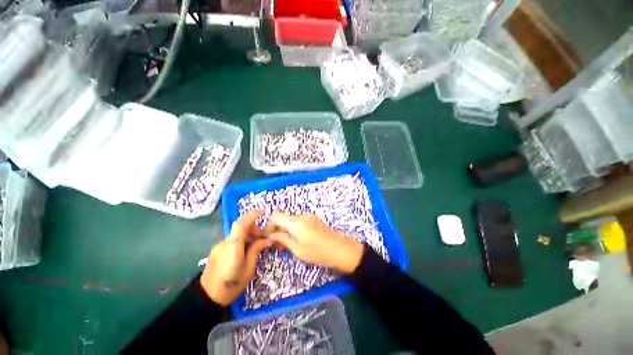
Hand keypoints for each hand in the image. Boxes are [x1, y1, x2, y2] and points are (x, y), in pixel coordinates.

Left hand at [200, 211, 271, 305]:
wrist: (207, 298)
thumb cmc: (231, 286)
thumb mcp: (249, 269)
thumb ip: (256, 250)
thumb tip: (267, 239)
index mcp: (233, 246)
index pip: (241, 224)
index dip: (252, 215)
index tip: (263, 212)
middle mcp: (225, 242)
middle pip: (240, 227)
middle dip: (254, 228)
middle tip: (264, 237)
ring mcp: (220, 245)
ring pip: (237, 233)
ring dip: (249, 234)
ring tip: (257, 244)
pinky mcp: (218, 249)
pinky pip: (233, 239)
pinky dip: (242, 239)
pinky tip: (248, 248)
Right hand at [266, 212, 364, 273]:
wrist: (339, 249)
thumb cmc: (317, 251)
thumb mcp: (297, 248)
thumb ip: (283, 239)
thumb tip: (271, 235)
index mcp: (296, 222)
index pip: (276, 216)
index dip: (269, 225)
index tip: (269, 237)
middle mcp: (302, 216)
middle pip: (284, 218)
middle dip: (278, 230)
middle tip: (278, 245)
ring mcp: (309, 216)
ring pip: (291, 221)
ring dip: (287, 230)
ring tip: (288, 245)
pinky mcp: (314, 219)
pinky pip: (299, 222)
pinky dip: (295, 229)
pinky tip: (297, 240)